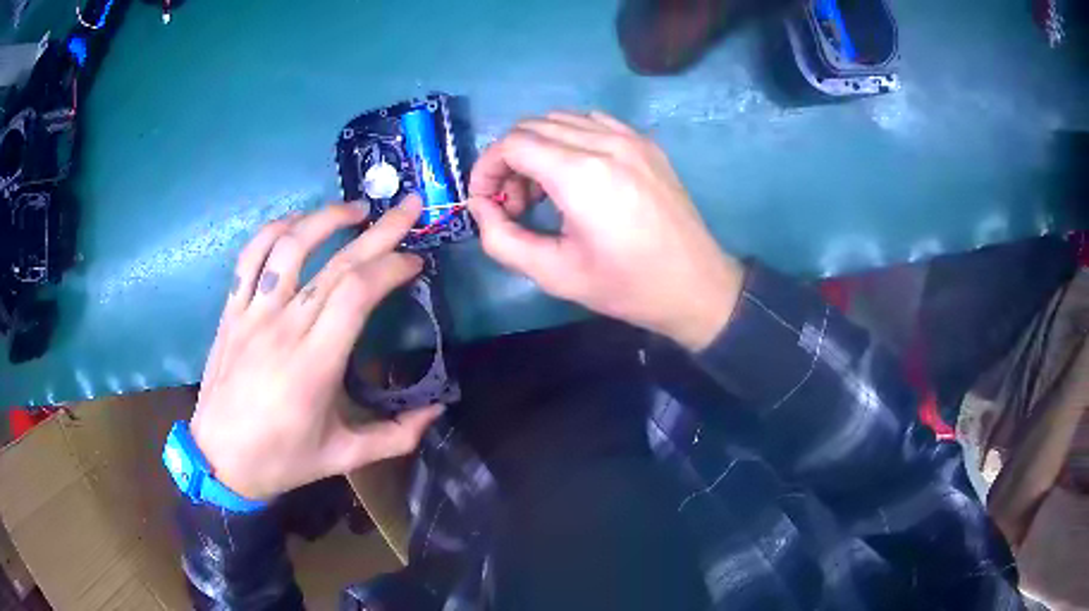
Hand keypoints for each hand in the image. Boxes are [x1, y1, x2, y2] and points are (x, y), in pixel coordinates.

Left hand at [190, 196, 443, 500]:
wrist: (220, 461)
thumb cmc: (283, 460)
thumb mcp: (345, 457)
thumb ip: (396, 435)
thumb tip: (438, 410)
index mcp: (314, 365)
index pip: (357, 293)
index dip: (391, 267)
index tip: (415, 262)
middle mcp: (283, 328)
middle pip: (335, 263)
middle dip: (379, 230)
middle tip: (408, 208)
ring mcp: (252, 314)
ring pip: (289, 246)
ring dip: (325, 218)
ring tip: (355, 209)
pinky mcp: (231, 311)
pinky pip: (250, 257)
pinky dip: (274, 230)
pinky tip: (296, 222)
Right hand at [467, 111, 742, 350]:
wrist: (695, 285)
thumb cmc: (626, 286)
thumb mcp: (555, 275)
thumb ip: (502, 239)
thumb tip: (481, 206)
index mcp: (581, 174)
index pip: (512, 143)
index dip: (487, 167)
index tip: (484, 199)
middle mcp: (604, 142)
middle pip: (532, 126)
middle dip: (509, 160)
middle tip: (515, 203)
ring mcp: (630, 137)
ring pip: (561, 119)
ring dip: (538, 147)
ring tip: (544, 191)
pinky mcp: (646, 143)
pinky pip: (593, 122)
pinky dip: (569, 139)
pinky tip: (575, 173)